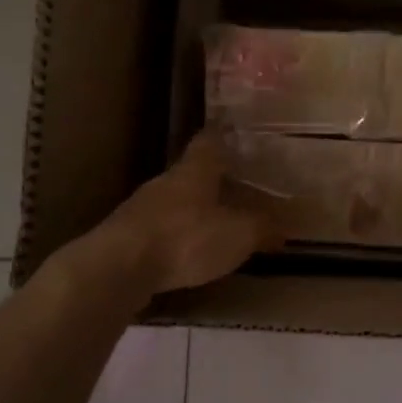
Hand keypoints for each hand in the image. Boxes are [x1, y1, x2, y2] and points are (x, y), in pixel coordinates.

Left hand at [74, 132, 281, 305]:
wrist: (117, 267)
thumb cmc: (186, 238)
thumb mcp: (238, 234)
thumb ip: (262, 229)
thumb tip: (284, 228)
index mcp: (195, 170)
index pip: (209, 140)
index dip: (223, 136)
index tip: (235, 134)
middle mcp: (166, 181)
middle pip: (191, 172)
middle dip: (211, 179)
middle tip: (234, 187)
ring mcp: (140, 208)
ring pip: (173, 201)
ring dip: (191, 210)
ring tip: (213, 225)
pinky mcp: (125, 236)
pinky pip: (157, 230)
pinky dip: (173, 237)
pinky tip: (184, 254)